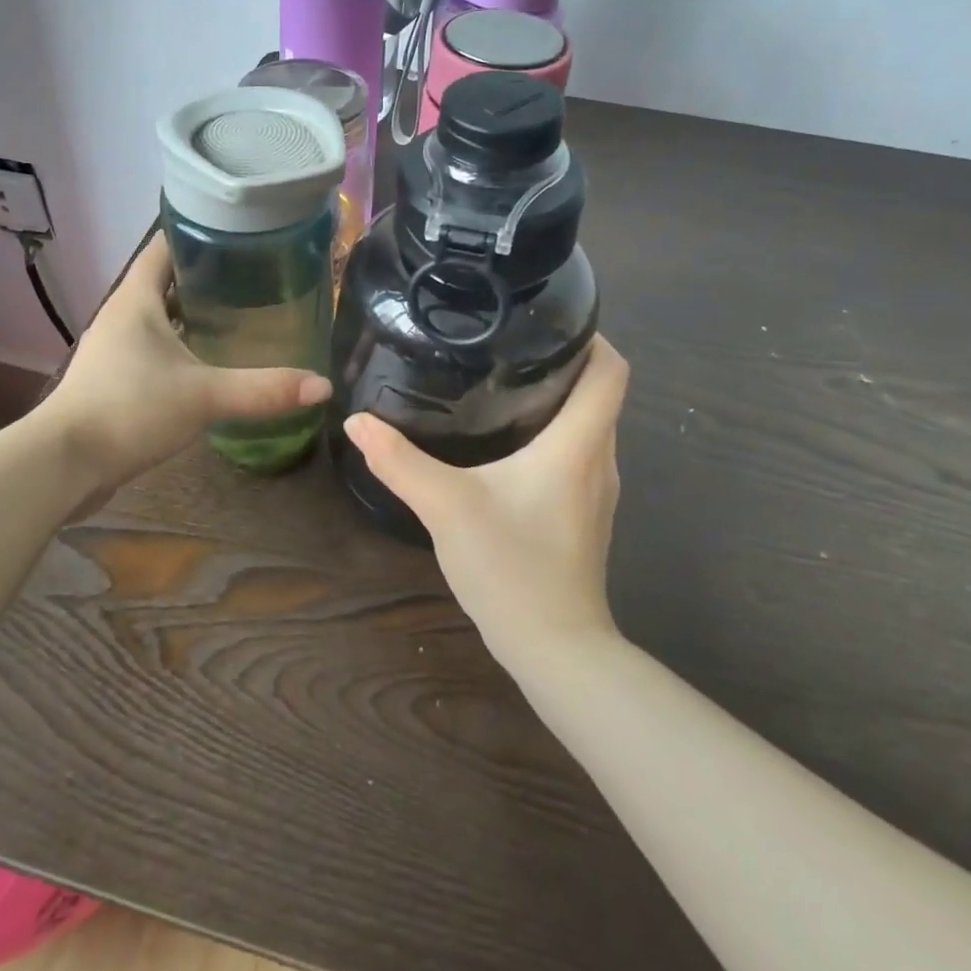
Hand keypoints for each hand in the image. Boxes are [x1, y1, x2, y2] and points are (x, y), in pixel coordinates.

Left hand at [43, 234, 331, 494]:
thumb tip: (322, 386)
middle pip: (167, 279)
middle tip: (257, 278)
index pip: (166, 244)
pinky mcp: (115, 377)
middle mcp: (123, 314)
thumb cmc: (130, 409)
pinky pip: (155, 348)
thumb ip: (263, 389)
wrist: (66, 463)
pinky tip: (211, 362)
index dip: (201, 234)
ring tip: (242, 315)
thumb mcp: (204, 395)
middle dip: (209, 276)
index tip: (242, 235)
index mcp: (137, 298)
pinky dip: (182, 346)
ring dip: (194, 314)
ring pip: (161, 316)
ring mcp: (116, 347)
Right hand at [341, 336, 629, 667]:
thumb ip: (400, 462)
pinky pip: (578, 454)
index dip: (591, 336)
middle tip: (507, 344)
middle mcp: (600, 459)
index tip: (547, 321)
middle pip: (599, 392)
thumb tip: (358, 422)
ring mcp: (597, 490)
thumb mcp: (447, 507)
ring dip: (558, 399)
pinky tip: (507, 444)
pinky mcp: (585, 514)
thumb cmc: (512, 568)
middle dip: (563, 362)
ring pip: (588, 425)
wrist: (556, 649)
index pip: (611, 370)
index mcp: (578, 444)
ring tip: (502, 383)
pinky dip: (553, 434)